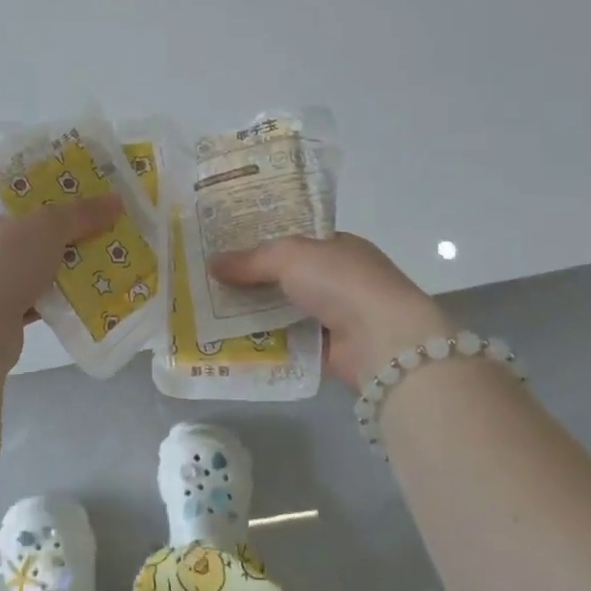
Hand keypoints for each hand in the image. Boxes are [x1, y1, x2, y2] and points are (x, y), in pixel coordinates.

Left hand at [0, 196, 122, 365]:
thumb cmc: (1, 265)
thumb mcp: (47, 228)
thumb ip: (80, 213)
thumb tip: (116, 200)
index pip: (7, 209)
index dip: (40, 206)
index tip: (72, 211)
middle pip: (20, 241)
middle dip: (54, 243)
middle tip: (89, 239)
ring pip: (25, 274)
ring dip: (54, 274)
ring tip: (92, 269)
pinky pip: (27, 303)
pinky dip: (50, 302)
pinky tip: (78, 300)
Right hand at [209, 233, 452, 388]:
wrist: (383, 340)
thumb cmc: (341, 282)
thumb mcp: (290, 256)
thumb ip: (250, 260)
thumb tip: (212, 263)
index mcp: (337, 246)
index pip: (293, 240)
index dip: (259, 242)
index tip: (223, 248)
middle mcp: (338, 279)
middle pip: (285, 276)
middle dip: (250, 280)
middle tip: (207, 281)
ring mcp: (335, 315)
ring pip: (283, 310)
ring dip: (253, 313)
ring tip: (208, 313)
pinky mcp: (329, 349)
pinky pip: (288, 341)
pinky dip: (265, 342)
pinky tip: (231, 341)